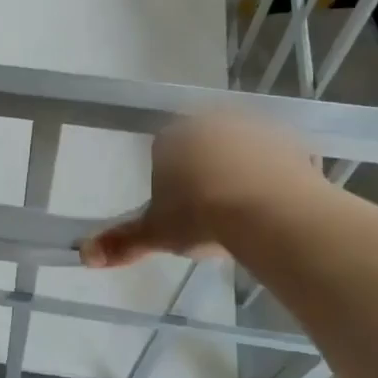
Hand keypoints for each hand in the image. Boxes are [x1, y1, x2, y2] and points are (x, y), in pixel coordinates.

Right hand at [80, 112, 321, 267]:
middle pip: (203, 147)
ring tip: (245, 214)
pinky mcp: (292, 140)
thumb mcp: (156, 233)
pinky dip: (275, 178)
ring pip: (241, 150)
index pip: (163, 154)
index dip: (170, 184)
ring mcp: (255, 127)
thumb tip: (84, 256)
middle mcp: (211, 121)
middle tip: (211, 214)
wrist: (268, 211)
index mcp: (173, 137)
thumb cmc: (200, 216)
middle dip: (205, 173)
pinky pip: (277, 160)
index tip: (180, 213)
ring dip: (241, 172)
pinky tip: (275, 207)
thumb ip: (122, 242)